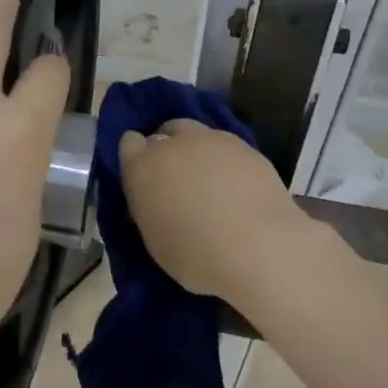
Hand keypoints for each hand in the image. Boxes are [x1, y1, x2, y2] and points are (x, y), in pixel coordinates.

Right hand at [118, 119, 309, 300]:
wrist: (258, 247)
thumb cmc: (196, 255)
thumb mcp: (155, 240)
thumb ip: (150, 209)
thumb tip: (157, 201)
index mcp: (143, 167)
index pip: (129, 144)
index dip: (137, 158)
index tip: (145, 179)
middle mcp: (174, 145)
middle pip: (164, 132)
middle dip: (167, 149)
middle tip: (177, 179)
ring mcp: (213, 141)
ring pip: (198, 134)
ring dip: (197, 151)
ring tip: (209, 181)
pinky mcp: (247, 147)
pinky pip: (227, 147)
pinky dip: (226, 161)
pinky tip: (236, 186)